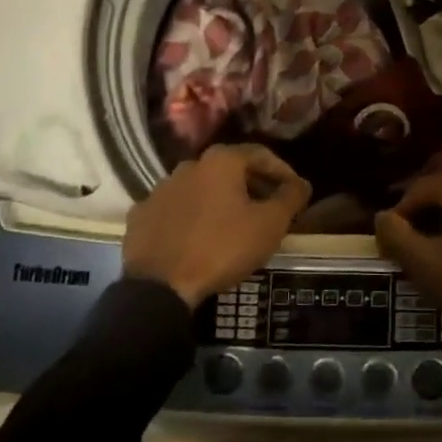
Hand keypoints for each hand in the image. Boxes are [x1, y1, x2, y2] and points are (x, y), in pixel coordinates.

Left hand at [123, 145, 309, 308]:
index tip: (296, 192)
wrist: (159, 287)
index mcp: (221, 161)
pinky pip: (175, 210)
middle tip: (269, 209)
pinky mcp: (141, 215)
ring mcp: (160, 189)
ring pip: (200, 189)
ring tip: (234, 225)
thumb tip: (301, 184)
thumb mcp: (269, 225)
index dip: (283, 172)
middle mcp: (189, 165)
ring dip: (220, 200)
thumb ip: (290, 198)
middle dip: (252, 186)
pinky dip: (191, 217)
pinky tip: (198, 237)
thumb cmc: (222, 247)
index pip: (261, 155)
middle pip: (230, 170)